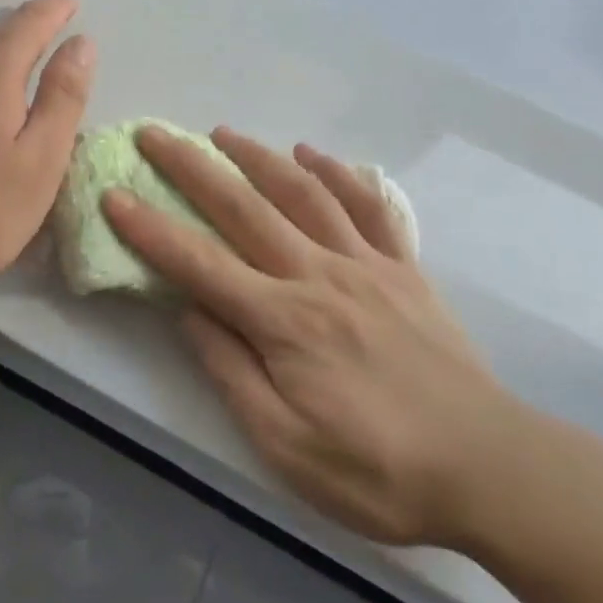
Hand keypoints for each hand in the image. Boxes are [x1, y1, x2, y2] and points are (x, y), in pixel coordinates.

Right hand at [104, 127, 517, 547]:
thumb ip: (232, 371)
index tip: (114, 194)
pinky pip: (368, 205)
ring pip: (302, 191)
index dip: (151, 228)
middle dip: (191, 167)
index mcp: (285, 322)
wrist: (488, 466)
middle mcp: (319, 275)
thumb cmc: (378, 470)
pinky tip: (312, 154)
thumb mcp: (287, 446)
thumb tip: (189, 311)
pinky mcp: (403, 266)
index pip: (200, 263)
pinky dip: (337, 172)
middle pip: (244, 207)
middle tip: (154, 133)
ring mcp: (366, 263)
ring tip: (221, 132)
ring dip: (256, 155)